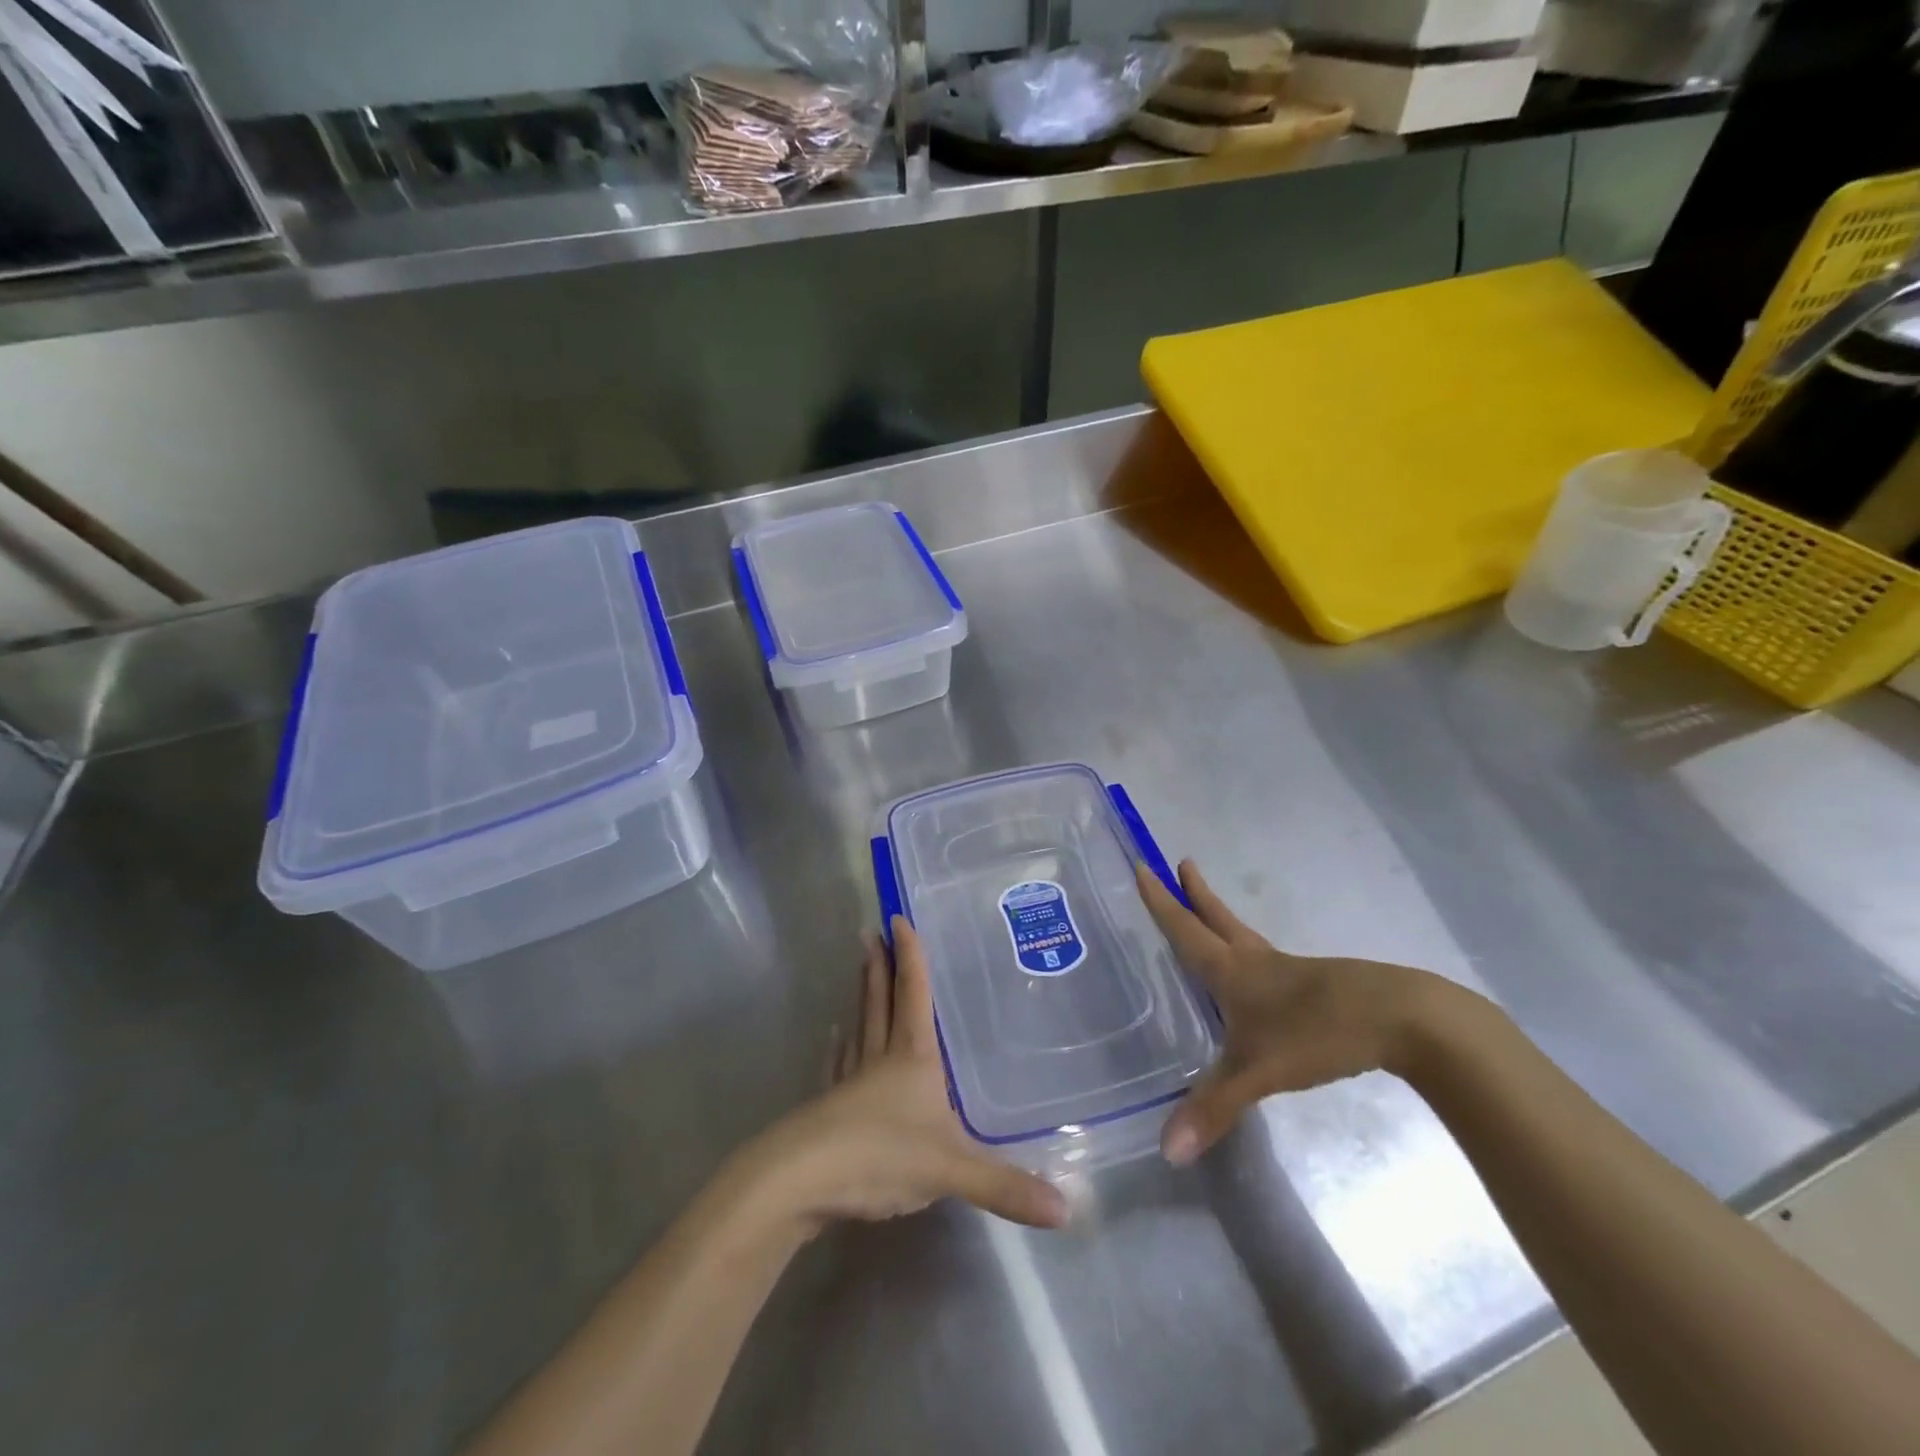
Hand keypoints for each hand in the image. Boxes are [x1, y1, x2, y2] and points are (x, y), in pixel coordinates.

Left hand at [740, 918, 1068, 1232]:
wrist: (801, 1181)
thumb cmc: (881, 1156)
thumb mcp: (950, 1169)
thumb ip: (1005, 1186)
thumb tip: (1067, 1209)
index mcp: (912, 1058)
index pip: (913, 995)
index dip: (910, 957)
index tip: (898, 918)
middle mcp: (880, 1058)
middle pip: (880, 1002)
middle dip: (880, 967)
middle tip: (871, 933)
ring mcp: (850, 1082)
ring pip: (860, 1027)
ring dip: (862, 996)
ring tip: (860, 971)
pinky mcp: (829, 1108)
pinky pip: (839, 1066)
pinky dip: (839, 1049)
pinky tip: (835, 1040)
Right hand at [1136, 860, 1455, 1165]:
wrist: (1402, 1019)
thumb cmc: (1318, 1031)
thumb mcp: (1259, 1071)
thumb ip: (1214, 1107)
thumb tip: (1167, 1152)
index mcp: (1233, 969)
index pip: (1185, 928)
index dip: (1161, 900)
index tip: (1143, 866)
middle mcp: (1257, 961)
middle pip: (1218, 919)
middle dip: (1196, 894)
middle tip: (1182, 863)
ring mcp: (1291, 971)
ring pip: (1245, 937)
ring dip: (1222, 920)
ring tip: (1211, 914)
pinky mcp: (1318, 986)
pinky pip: (1270, 963)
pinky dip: (1252, 956)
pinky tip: (1260, 979)